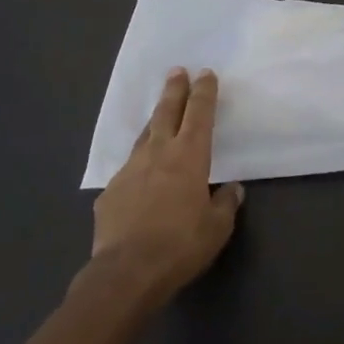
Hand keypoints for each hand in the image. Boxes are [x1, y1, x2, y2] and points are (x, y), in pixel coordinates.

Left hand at [93, 68, 244, 297]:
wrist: (126, 272)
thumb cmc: (180, 245)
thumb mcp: (217, 228)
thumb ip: (225, 204)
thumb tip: (232, 190)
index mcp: (190, 156)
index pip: (200, 114)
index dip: (204, 92)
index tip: (205, 74)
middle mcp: (159, 153)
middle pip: (167, 112)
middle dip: (175, 90)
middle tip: (177, 71)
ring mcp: (130, 170)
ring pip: (145, 136)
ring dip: (155, 120)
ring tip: (160, 112)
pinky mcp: (110, 192)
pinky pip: (129, 170)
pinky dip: (139, 165)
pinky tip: (140, 176)